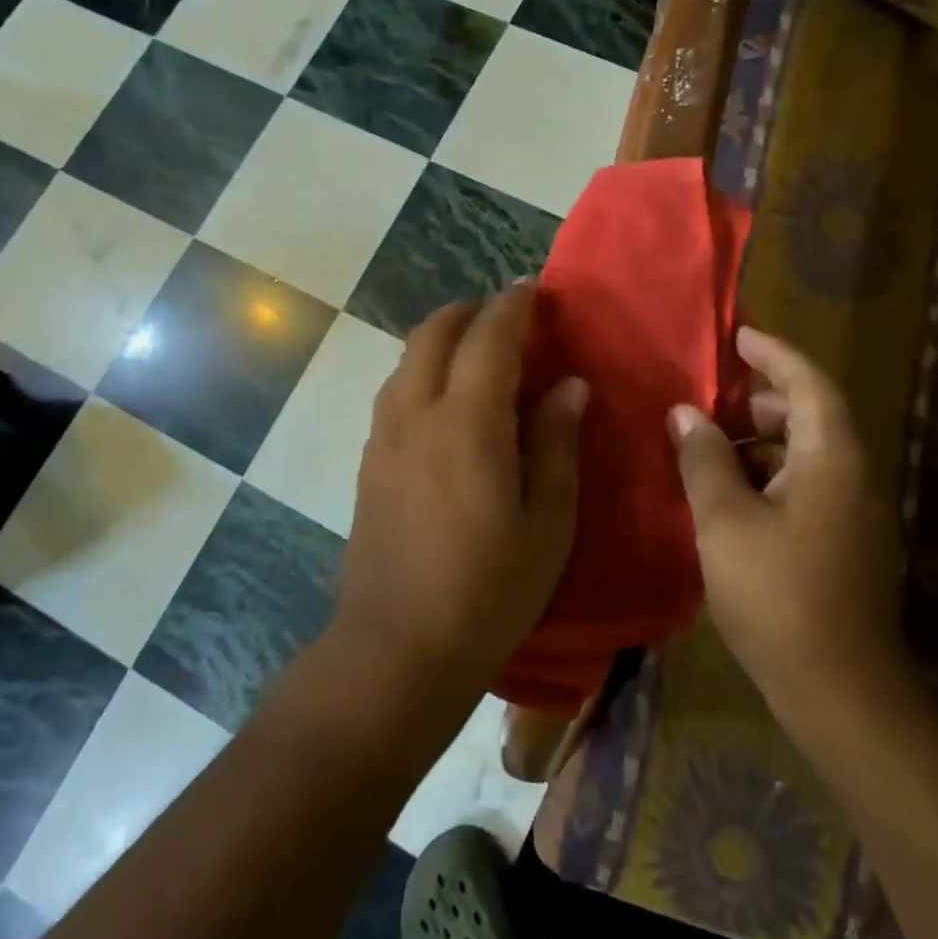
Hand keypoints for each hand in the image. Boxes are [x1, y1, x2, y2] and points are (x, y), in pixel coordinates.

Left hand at [335, 283, 586, 711]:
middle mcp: (415, 413)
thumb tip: (568, 385)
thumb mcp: (547, 521)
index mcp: (466, 422)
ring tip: (479, 354)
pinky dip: (423, 371)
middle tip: (508, 316)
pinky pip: (396, 390)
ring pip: (407, 358)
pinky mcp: (369, 461)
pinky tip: (447, 403)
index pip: (489, 337)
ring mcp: (384, 436)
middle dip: (471, 310)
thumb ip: (557, 442)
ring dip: (442, 338)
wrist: (397, 649)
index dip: (513, 305)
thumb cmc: (489, 590)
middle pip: (434, 332)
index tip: (535, 290)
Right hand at [668, 326, 913, 728]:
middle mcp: (852, 478)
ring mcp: (852, 516)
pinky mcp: (843, 548)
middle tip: (711, 398)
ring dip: (759, 444)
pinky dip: (767, 478)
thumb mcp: (725, 519)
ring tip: (708, 449)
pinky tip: (727, 498)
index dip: (774, 354)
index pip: (809, 383)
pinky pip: (804, 489)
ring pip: (804, 457)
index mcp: (831, 458)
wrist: (841, 693)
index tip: (739, 337)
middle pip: (809, 418)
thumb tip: (685, 412)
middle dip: (760, 402)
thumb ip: (703, 458)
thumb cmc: (779, 594)